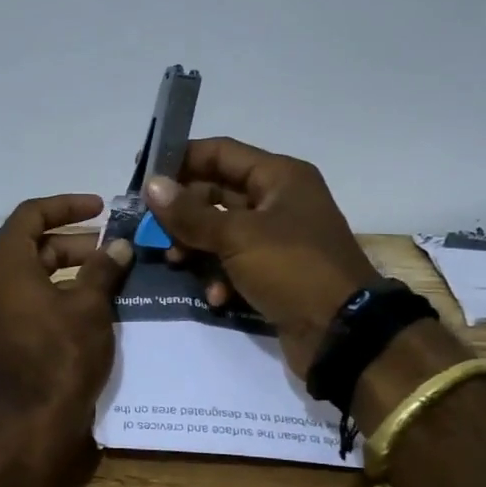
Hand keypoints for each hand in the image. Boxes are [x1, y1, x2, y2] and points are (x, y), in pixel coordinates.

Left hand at [0, 194, 133, 441]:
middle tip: (111, 248)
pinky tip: (86, 301)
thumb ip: (103, 268)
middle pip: (30, 243)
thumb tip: (118, 246)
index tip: (102, 208)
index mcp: (3, 262)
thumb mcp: (89, 306)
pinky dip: (53, 290)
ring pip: (29, 272)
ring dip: (65, 266)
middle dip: (73, 241)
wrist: (31, 422)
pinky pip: (24, 296)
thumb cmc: (60, 355)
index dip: (68, 206)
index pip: (32, 214)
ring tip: (106, 273)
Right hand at [144, 139, 377, 376]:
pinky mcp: (274, 271)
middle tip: (149, 227)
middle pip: (217, 192)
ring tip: (175, 261)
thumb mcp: (237, 236)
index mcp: (279, 177)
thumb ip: (190, 213)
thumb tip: (152, 185)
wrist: (342, 333)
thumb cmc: (292, 268)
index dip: (180, 158)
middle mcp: (279, 200)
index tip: (143, 172)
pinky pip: (235, 262)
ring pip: (221, 230)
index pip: (220, 152)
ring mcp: (277, 238)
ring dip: (196, 245)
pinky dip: (219, 276)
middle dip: (183, 211)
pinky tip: (215, 296)